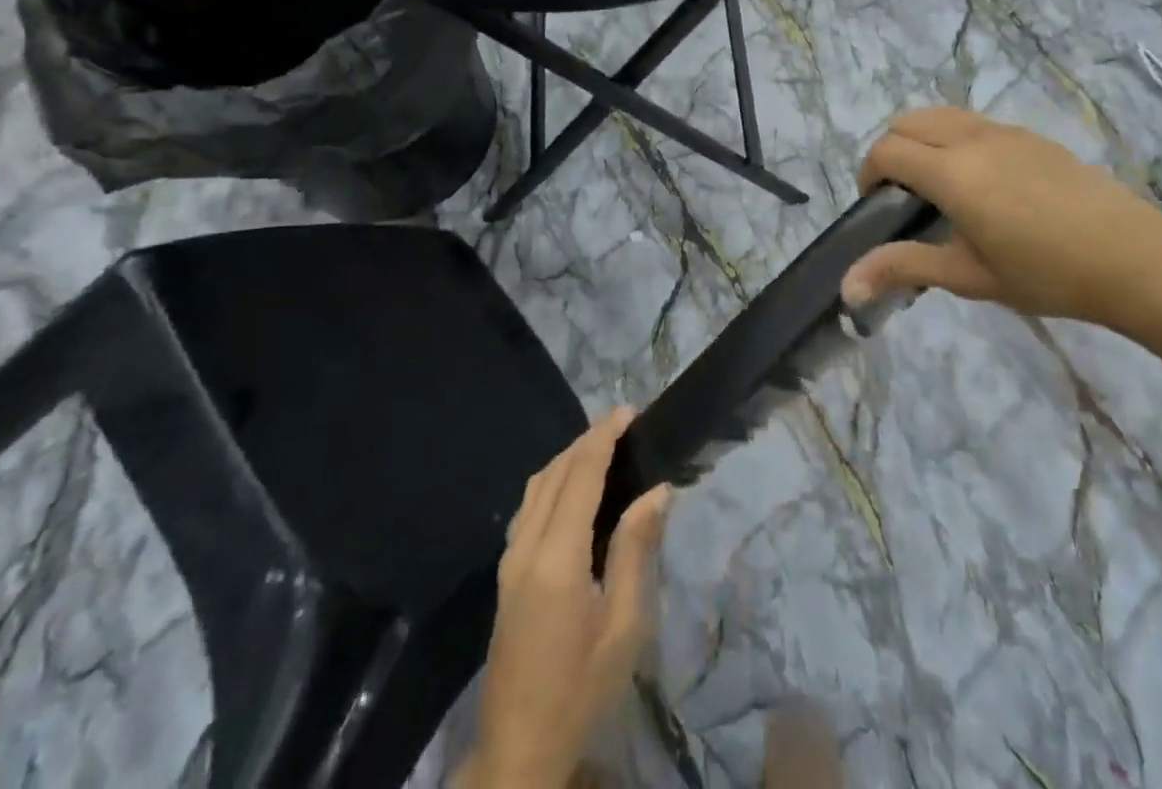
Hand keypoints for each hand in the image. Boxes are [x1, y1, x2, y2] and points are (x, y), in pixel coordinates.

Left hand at [465, 407, 670, 788]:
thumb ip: (635, 550)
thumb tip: (656, 490)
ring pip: (536, 486)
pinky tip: (570, 488)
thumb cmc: (581, 689)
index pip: (581, 474)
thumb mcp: (623, 626)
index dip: (604, 436)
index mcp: (557, 556)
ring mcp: (509, 559)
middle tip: (623, 423)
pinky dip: (551, 481)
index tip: (630, 411)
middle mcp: (526, 545)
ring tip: (602, 447)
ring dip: (568, 457)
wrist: (518, 750)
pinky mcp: (504, 573)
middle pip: (555, 471)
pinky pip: (528, 507)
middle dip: (588, 440)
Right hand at [841, 107, 1161, 333]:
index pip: (886, 151)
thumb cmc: (1047, 274)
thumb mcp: (969, 275)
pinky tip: (983, 185)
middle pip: (907, 121)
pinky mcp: (1031, 135)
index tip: (878, 210)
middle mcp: (972, 138)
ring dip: (922, 140)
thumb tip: (845, 286)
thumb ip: (903, 268)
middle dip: (890, 152)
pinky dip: (954, 138)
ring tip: (939, 188)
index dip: (868, 175)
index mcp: (952, 171)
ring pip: (941, 114)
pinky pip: (974, 122)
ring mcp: (1005, 131)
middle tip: (902, 198)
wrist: (1137, 259)